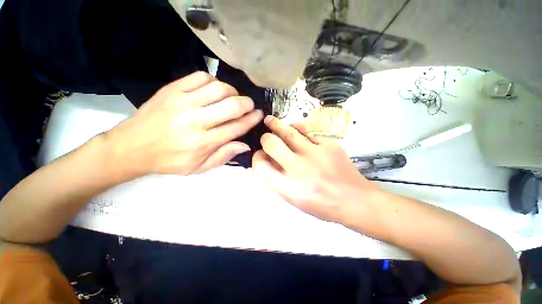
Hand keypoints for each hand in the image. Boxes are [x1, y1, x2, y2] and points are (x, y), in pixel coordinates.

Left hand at [104, 72, 262, 177]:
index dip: (251, 119)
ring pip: (218, 88)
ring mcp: (182, 102)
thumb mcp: (199, 167)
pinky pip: (200, 77)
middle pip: (231, 106)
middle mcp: (195, 121)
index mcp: (203, 142)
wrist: (131, 147)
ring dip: (233, 91)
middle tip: (249, 105)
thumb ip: (224, 156)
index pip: (236, 127)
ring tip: (233, 98)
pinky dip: (214, 81)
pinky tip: (216, 89)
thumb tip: (245, 145)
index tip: (259, 114)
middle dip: (246, 104)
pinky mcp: (172, 89)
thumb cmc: (169, 161)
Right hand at [252, 116, 378, 223]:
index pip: (261, 166)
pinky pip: (307, 130)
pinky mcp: (329, 144)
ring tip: (270, 121)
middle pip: (271, 144)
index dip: (257, 158)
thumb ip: (278, 180)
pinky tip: (294, 127)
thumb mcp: (295, 199)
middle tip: (266, 137)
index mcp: (288, 188)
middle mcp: (299, 169)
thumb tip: (266, 159)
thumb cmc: (322, 205)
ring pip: (289, 132)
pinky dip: (297, 127)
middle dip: (265, 138)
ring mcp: (315, 154)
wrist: (355, 200)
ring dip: (276, 125)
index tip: (260, 155)